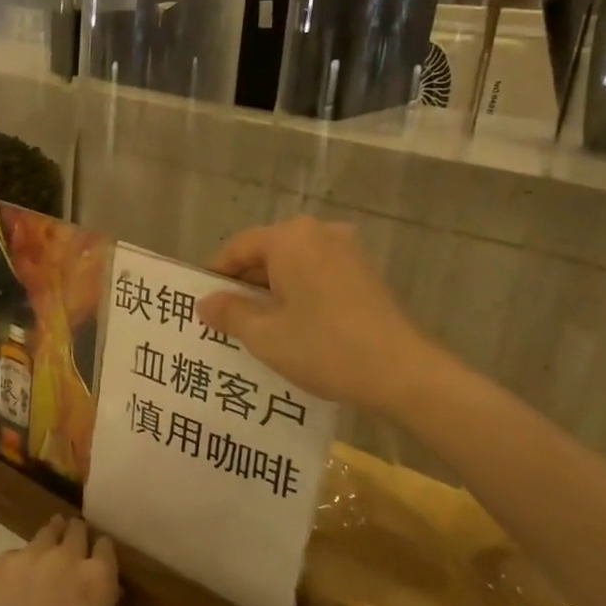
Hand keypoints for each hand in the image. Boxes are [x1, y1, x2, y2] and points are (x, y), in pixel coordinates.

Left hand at [0, 515, 118, 605]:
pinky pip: (12, 557)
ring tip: (40, 569)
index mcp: (98, 581)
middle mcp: (64, 559)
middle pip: (73, 531)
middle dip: (73, 541)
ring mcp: (25, 560)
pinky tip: (10, 596)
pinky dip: (16, 568)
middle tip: (68, 559)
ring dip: (46, 547)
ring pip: (42, 536)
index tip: (94, 564)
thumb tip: (94, 594)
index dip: (99, 556)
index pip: (105, 547)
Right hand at [198, 216, 423, 411]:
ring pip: (292, 266)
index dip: (215, 276)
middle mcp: (318, 232)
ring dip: (271, 292)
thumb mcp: (264, 335)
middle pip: (266, 253)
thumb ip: (229, 312)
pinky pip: (316, 275)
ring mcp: (347, 251)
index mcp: (290, 238)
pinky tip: (294, 328)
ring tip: (257, 329)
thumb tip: (204, 302)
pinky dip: (298, 294)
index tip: (203, 306)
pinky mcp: (364, 272)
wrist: (402, 372)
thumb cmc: (323, 347)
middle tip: (226, 321)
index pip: (237, 248)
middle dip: (244, 286)